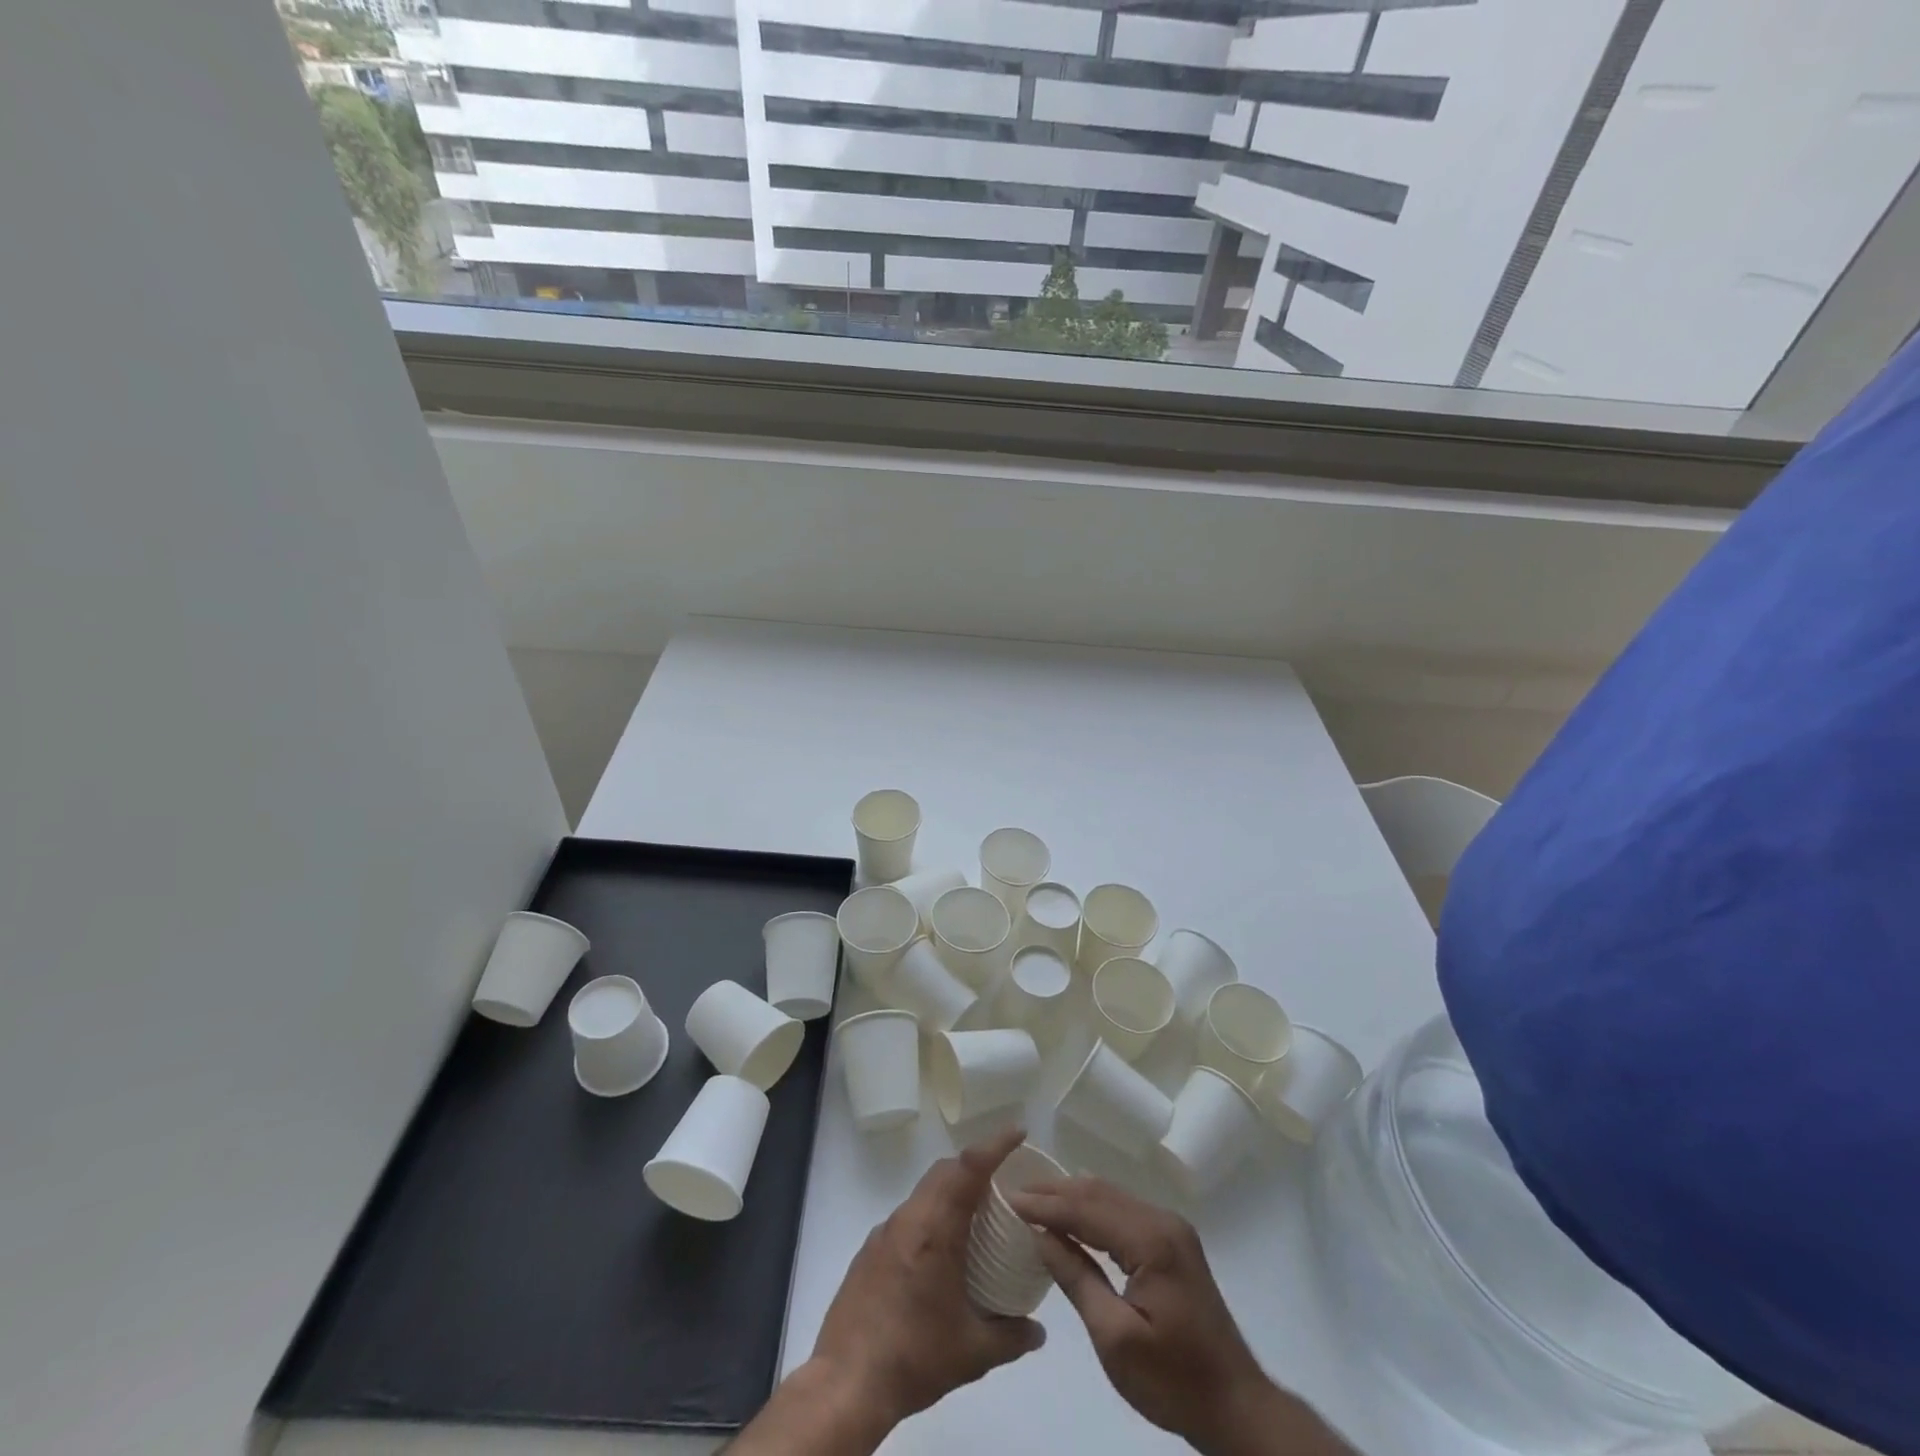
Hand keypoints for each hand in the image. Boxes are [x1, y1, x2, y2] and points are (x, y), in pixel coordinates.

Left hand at [810, 1127, 1046, 1429]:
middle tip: (1003, 1182)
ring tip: (975, 1217)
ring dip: (951, 1191)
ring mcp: (885, 1232)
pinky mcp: (870, 1250)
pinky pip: (908, 1216)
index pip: (968, 1168)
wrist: (846, 1384)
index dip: (995, 1145)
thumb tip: (1039, 1330)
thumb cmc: (913, 1358)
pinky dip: (930, 1216)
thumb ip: (1011, 1336)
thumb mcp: (972, 1353)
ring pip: (924, 1192)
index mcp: (935, 1230)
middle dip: (975, 1165)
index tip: (1018, 1132)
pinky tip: (940, 1253)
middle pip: (945, 1171)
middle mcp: (909, 1219)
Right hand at [1010, 1177, 1313, 1455]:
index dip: (1046, 1204)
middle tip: (1016, 1194)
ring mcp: (1171, 1228)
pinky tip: (1072, 1217)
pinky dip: (1092, 1210)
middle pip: (1099, 1193)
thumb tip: (1041, 1236)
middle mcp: (1163, 1221)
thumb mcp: (1115, 1339)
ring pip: (1111, 1197)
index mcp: (1151, 1240)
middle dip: (1055, 1192)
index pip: (1087, 1209)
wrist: (1236, 1407)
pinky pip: (1123, 1212)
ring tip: (1035, 1201)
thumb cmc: (1173, 1381)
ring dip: (1073, 1197)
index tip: (1009, 1199)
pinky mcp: (1172, 1242)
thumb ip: (1077, 1280)